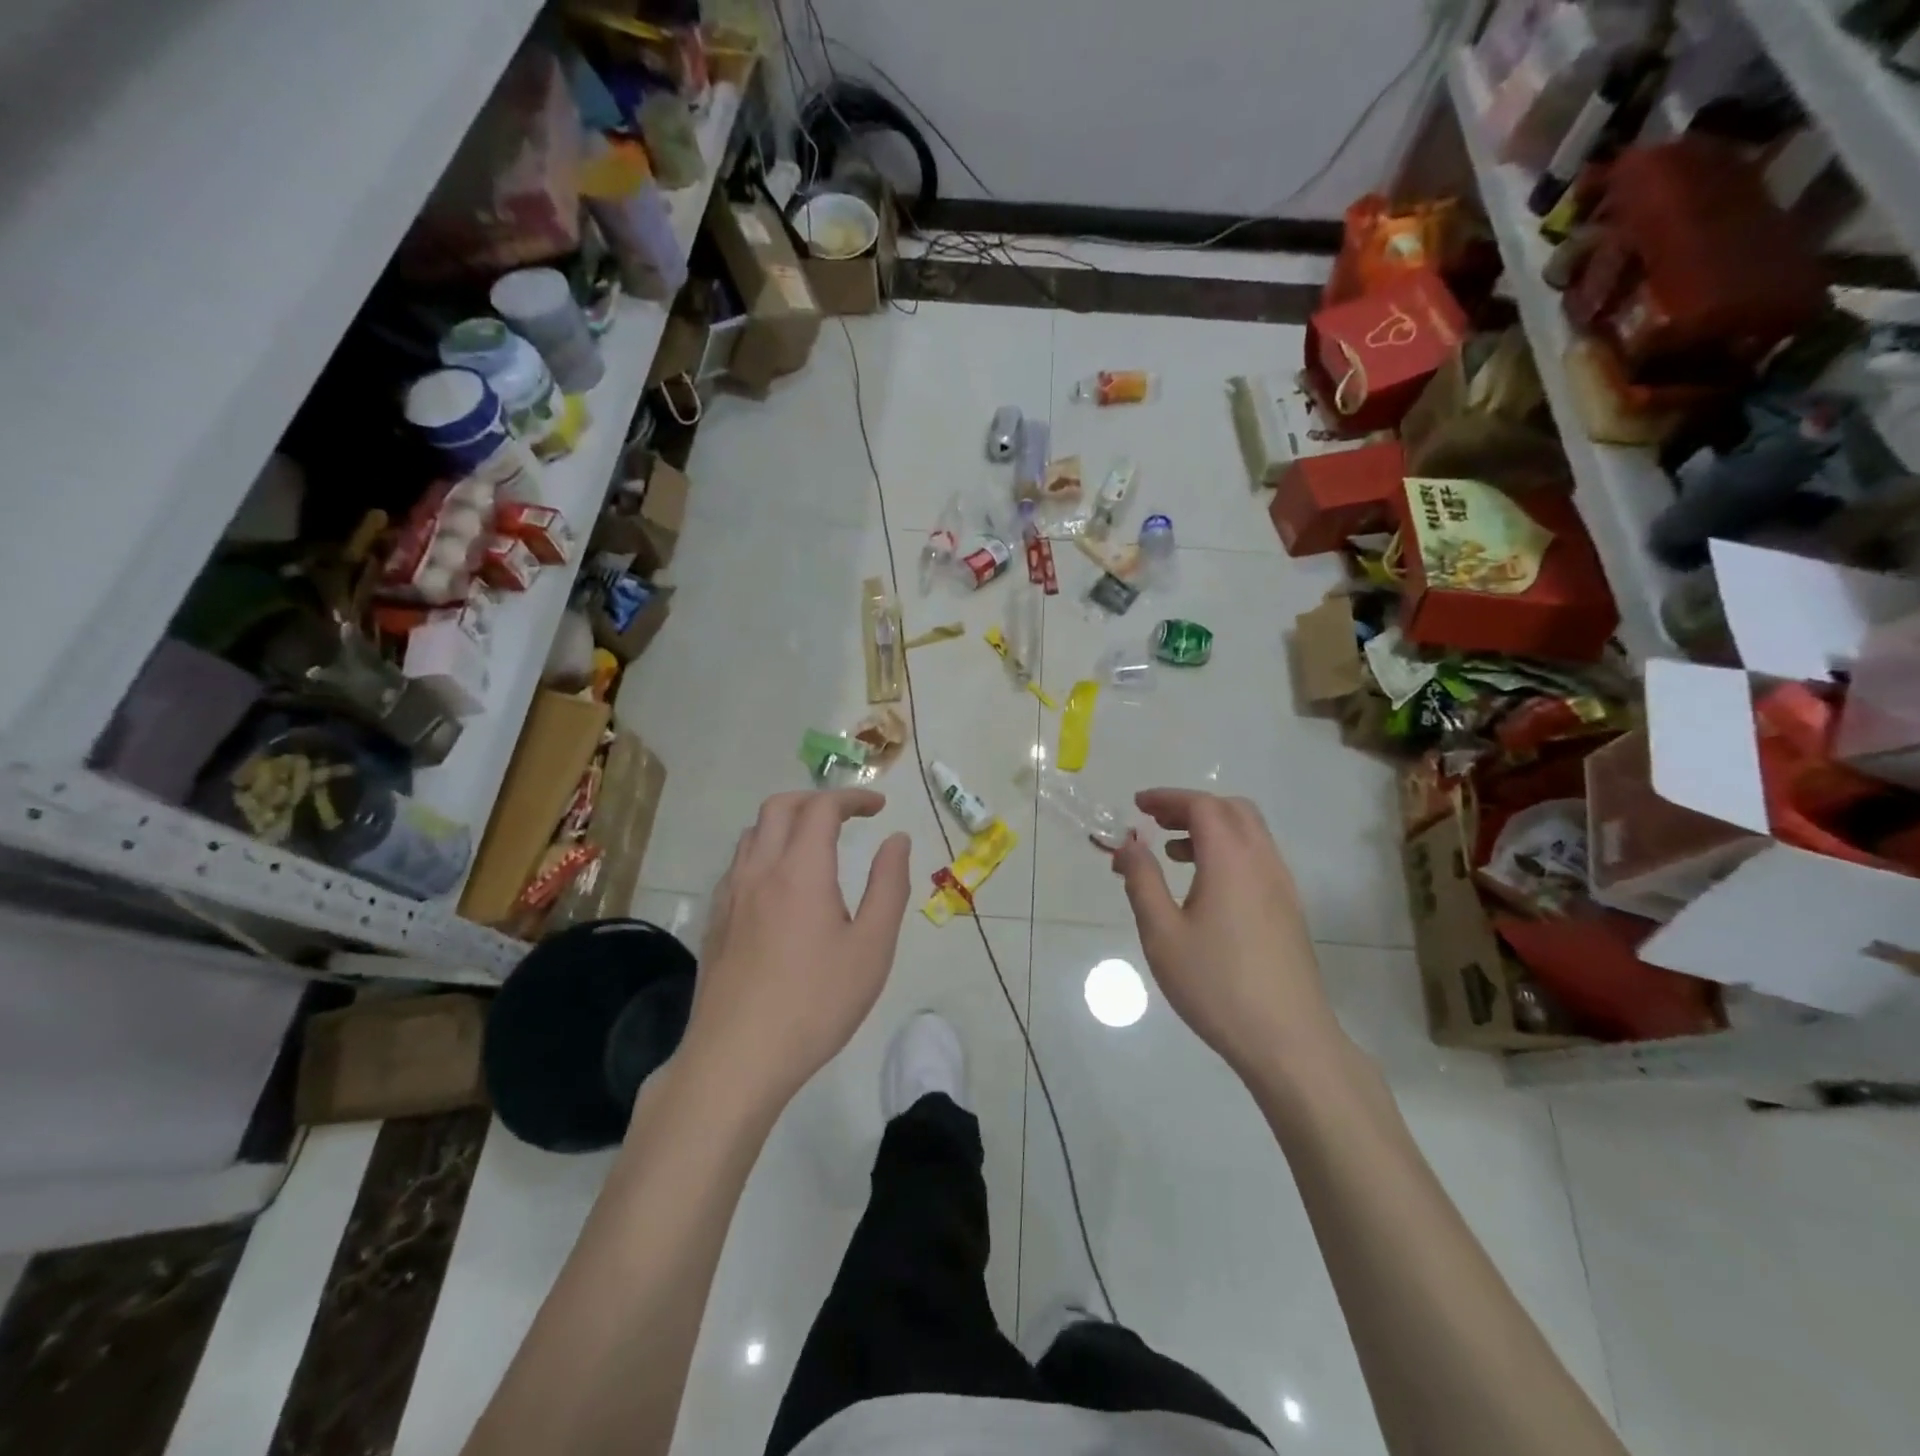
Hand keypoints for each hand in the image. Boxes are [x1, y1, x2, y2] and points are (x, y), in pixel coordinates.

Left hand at [681, 790, 911, 1109]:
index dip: (852, 797)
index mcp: (800, 871)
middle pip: (779, 807)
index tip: (879, 807)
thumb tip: (896, 840)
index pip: (822, 808)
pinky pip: (738, 864)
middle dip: (816, 800)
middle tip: (847, 817)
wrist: (737, 1059)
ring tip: (815, 845)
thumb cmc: (816, 1004)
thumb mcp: (872, 947)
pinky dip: (765, 851)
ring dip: (787, 822)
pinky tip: (780, 886)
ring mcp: (729, 895)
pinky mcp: (715, 921)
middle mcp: (759, 870)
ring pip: (753, 833)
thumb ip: (888, 886)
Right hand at [1112, 790, 1339, 1079]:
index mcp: (1231, 860)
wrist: (1289, 1041)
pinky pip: (1258, 858)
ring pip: (1250, 833)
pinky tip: (1204, 888)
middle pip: (1232, 810)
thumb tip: (1128, 844)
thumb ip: (1142, 881)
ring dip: (1211, 829)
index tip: (1137, 806)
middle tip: (1155, 822)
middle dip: (1191, 807)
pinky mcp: (1289, 910)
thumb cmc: (1216, 985)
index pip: (1202, 806)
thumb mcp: (1162, 934)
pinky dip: (1228, 852)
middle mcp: (1263, 862)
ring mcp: (1282, 887)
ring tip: (1173, 854)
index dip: (1168, 798)